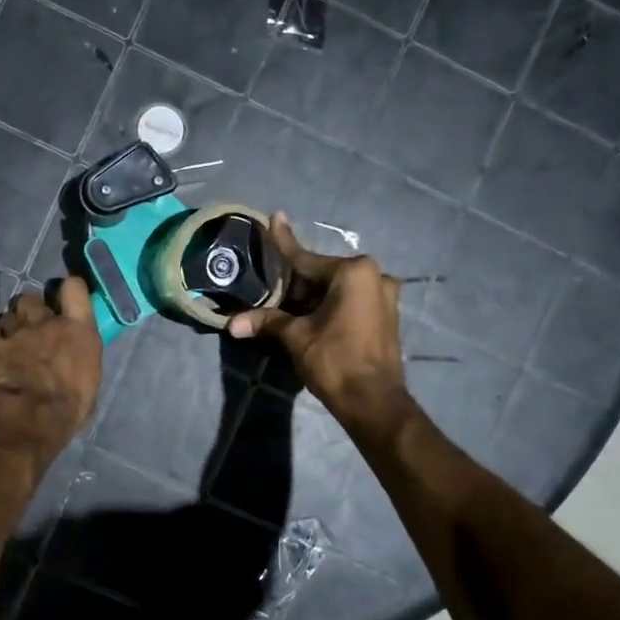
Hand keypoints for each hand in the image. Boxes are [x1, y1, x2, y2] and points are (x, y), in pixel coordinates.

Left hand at [0, 276, 102, 479]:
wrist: (26, 421)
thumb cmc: (67, 410)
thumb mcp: (89, 384)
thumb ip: (81, 359)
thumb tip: (75, 357)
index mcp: (78, 330)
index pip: (74, 288)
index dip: (68, 290)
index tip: (66, 298)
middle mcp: (46, 322)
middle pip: (33, 299)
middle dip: (31, 310)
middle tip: (32, 327)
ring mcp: (15, 330)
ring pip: (8, 315)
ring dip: (10, 326)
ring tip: (10, 342)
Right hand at [227, 214, 408, 436]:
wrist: (374, 401)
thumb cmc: (335, 360)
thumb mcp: (297, 337)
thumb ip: (267, 322)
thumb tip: (232, 323)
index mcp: (354, 272)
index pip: (306, 258)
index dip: (284, 242)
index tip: (275, 217)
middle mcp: (375, 276)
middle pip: (323, 274)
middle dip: (296, 282)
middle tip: (271, 288)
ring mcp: (385, 297)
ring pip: (337, 290)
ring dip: (313, 297)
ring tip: (287, 306)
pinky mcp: (387, 317)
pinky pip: (351, 302)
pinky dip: (330, 306)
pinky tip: (311, 317)